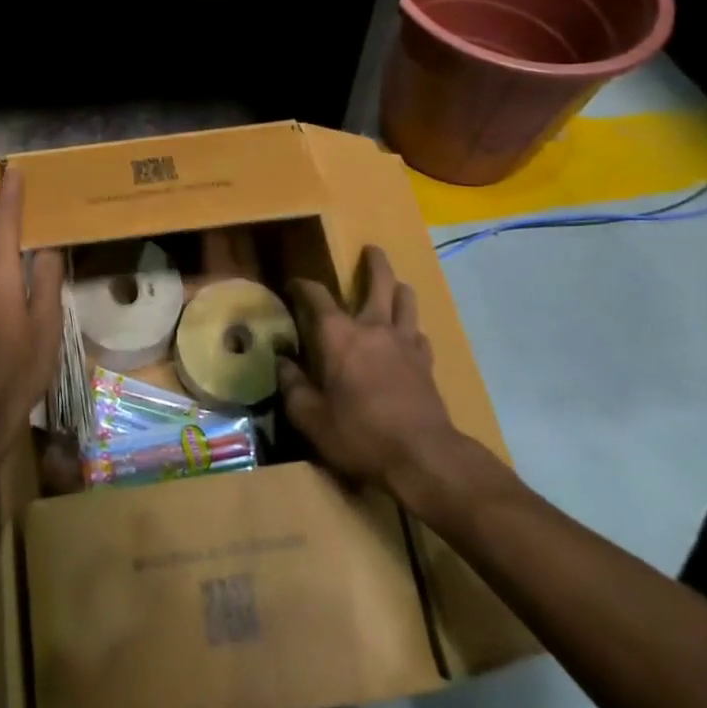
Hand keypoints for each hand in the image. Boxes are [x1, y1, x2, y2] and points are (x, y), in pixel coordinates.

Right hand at [280, 245, 495, 522]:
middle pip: (378, 281)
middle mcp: (372, 327)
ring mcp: (404, 342)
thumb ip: (292, 386)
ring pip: (406, 300)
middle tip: (371, 250)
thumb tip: (281, 361)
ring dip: (399, 288)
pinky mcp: (426, 362)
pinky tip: (409, 337)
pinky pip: (419, 334)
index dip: (302, 285)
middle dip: (374, 262)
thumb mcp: (310, 417)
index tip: (293, 285)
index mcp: (337, 334)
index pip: (315, 294)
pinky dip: (411, 329)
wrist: (421, 457)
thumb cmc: (358, 434)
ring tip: (395, 286)